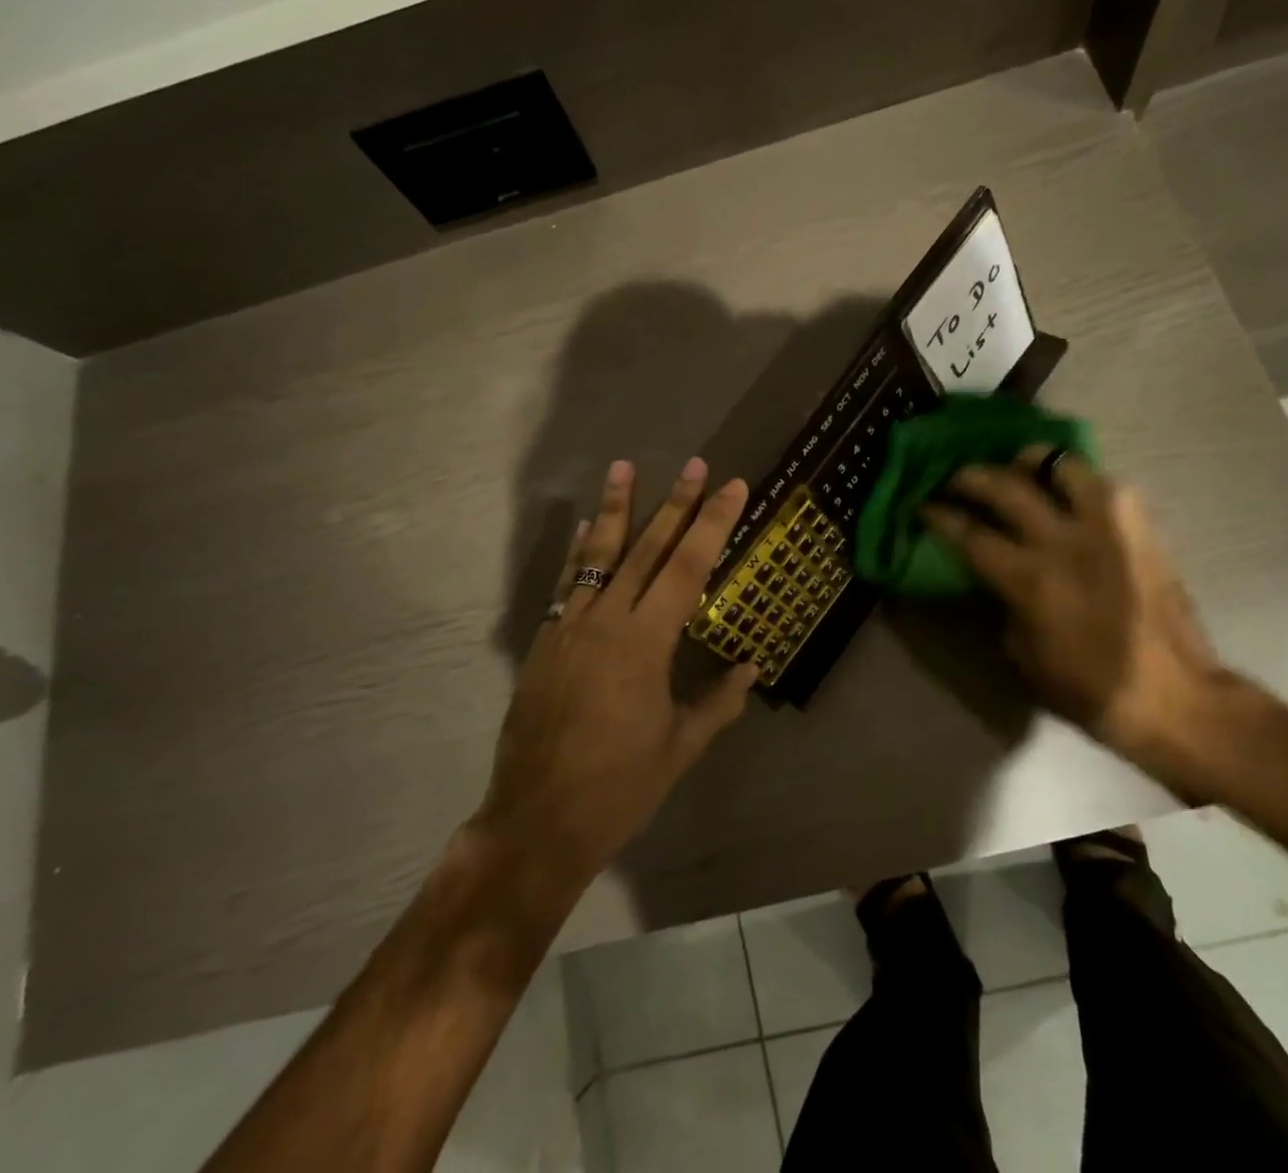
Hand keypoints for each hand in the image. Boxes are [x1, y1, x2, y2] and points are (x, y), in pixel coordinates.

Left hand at [472, 458, 760, 890]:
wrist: (537, 822)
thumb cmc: (619, 788)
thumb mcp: (680, 748)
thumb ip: (718, 702)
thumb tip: (750, 668)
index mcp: (646, 643)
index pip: (689, 567)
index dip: (713, 523)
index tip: (732, 487)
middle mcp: (607, 622)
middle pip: (647, 549)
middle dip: (675, 503)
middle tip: (694, 464)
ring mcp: (569, 628)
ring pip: (598, 556)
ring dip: (615, 509)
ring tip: (622, 467)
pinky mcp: (544, 642)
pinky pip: (566, 585)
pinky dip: (578, 552)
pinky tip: (586, 528)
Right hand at [922, 451, 1230, 771]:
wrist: (1176, 697)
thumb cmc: (1089, 688)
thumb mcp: (1023, 654)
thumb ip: (1003, 602)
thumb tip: (995, 574)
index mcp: (1030, 579)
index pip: (970, 533)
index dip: (940, 515)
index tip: (924, 504)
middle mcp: (1065, 541)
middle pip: (1006, 487)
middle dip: (972, 476)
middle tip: (957, 477)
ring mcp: (1108, 527)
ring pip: (1063, 465)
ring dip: (1032, 461)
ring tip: (1020, 466)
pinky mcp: (1141, 527)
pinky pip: (1106, 485)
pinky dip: (1079, 481)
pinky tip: (1070, 493)